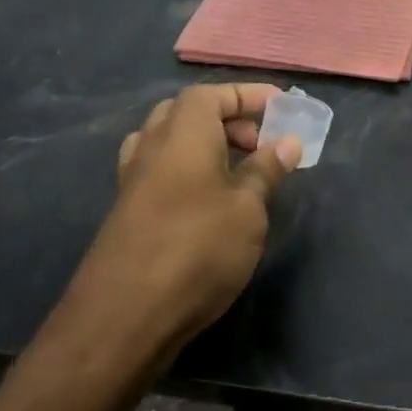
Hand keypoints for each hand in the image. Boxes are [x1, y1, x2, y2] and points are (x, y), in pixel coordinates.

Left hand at [62, 84, 301, 355]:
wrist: (124, 316)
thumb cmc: (198, 249)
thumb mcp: (248, 209)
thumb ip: (266, 170)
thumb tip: (286, 141)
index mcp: (183, 133)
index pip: (213, 94)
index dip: (248, 95)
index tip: (282, 108)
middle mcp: (152, 146)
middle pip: (186, 112)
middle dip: (226, 118)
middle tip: (259, 143)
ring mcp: (133, 180)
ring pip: (168, 141)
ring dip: (203, 144)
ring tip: (236, 171)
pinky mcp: (126, 213)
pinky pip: (159, 171)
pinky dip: (186, 170)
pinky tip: (207, 202)